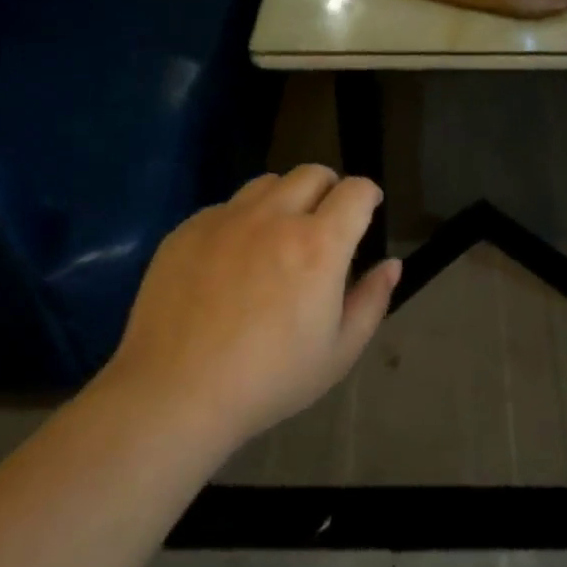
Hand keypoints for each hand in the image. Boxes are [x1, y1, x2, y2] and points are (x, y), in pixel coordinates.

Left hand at [105, 166, 401, 444]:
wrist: (175, 393)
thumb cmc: (269, 380)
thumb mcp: (338, 353)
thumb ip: (372, 301)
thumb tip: (391, 265)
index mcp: (318, 245)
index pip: (355, 190)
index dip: (367, 195)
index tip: (367, 210)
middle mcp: (274, 218)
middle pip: (312, 173)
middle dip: (330, 189)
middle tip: (326, 223)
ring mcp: (226, 219)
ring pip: (267, 184)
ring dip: (286, 199)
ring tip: (279, 236)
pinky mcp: (188, 230)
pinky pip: (226, 207)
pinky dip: (242, 221)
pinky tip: (232, 261)